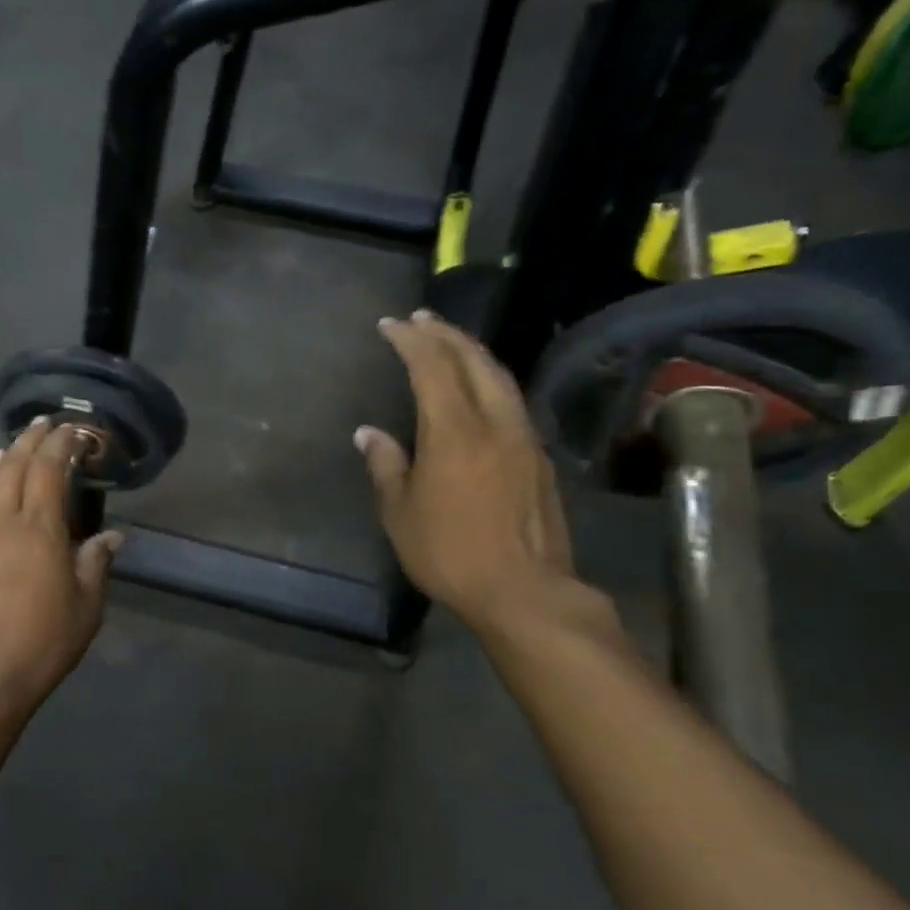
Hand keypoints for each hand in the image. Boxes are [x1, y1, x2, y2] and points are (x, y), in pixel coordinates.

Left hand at [0, 418, 122, 718]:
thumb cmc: (43, 641)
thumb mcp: (87, 605)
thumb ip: (96, 563)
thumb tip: (111, 537)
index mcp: (38, 528)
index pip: (49, 468)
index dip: (63, 444)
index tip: (76, 431)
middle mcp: (0, 522)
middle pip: (13, 466)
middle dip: (30, 440)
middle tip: (44, 424)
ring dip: (3, 461)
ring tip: (12, 449)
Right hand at [356, 311, 574, 626]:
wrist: (524, 590)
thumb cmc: (449, 552)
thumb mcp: (400, 513)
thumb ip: (386, 466)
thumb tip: (370, 434)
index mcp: (454, 431)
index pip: (432, 367)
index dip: (410, 340)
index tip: (391, 324)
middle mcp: (494, 422)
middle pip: (473, 360)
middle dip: (445, 334)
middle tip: (421, 319)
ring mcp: (523, 437)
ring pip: (500, 377)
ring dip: (472, 352)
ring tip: (450, 342)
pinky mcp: (539, 457)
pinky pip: (511, 400)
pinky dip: (490, 380)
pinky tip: (479, 388)